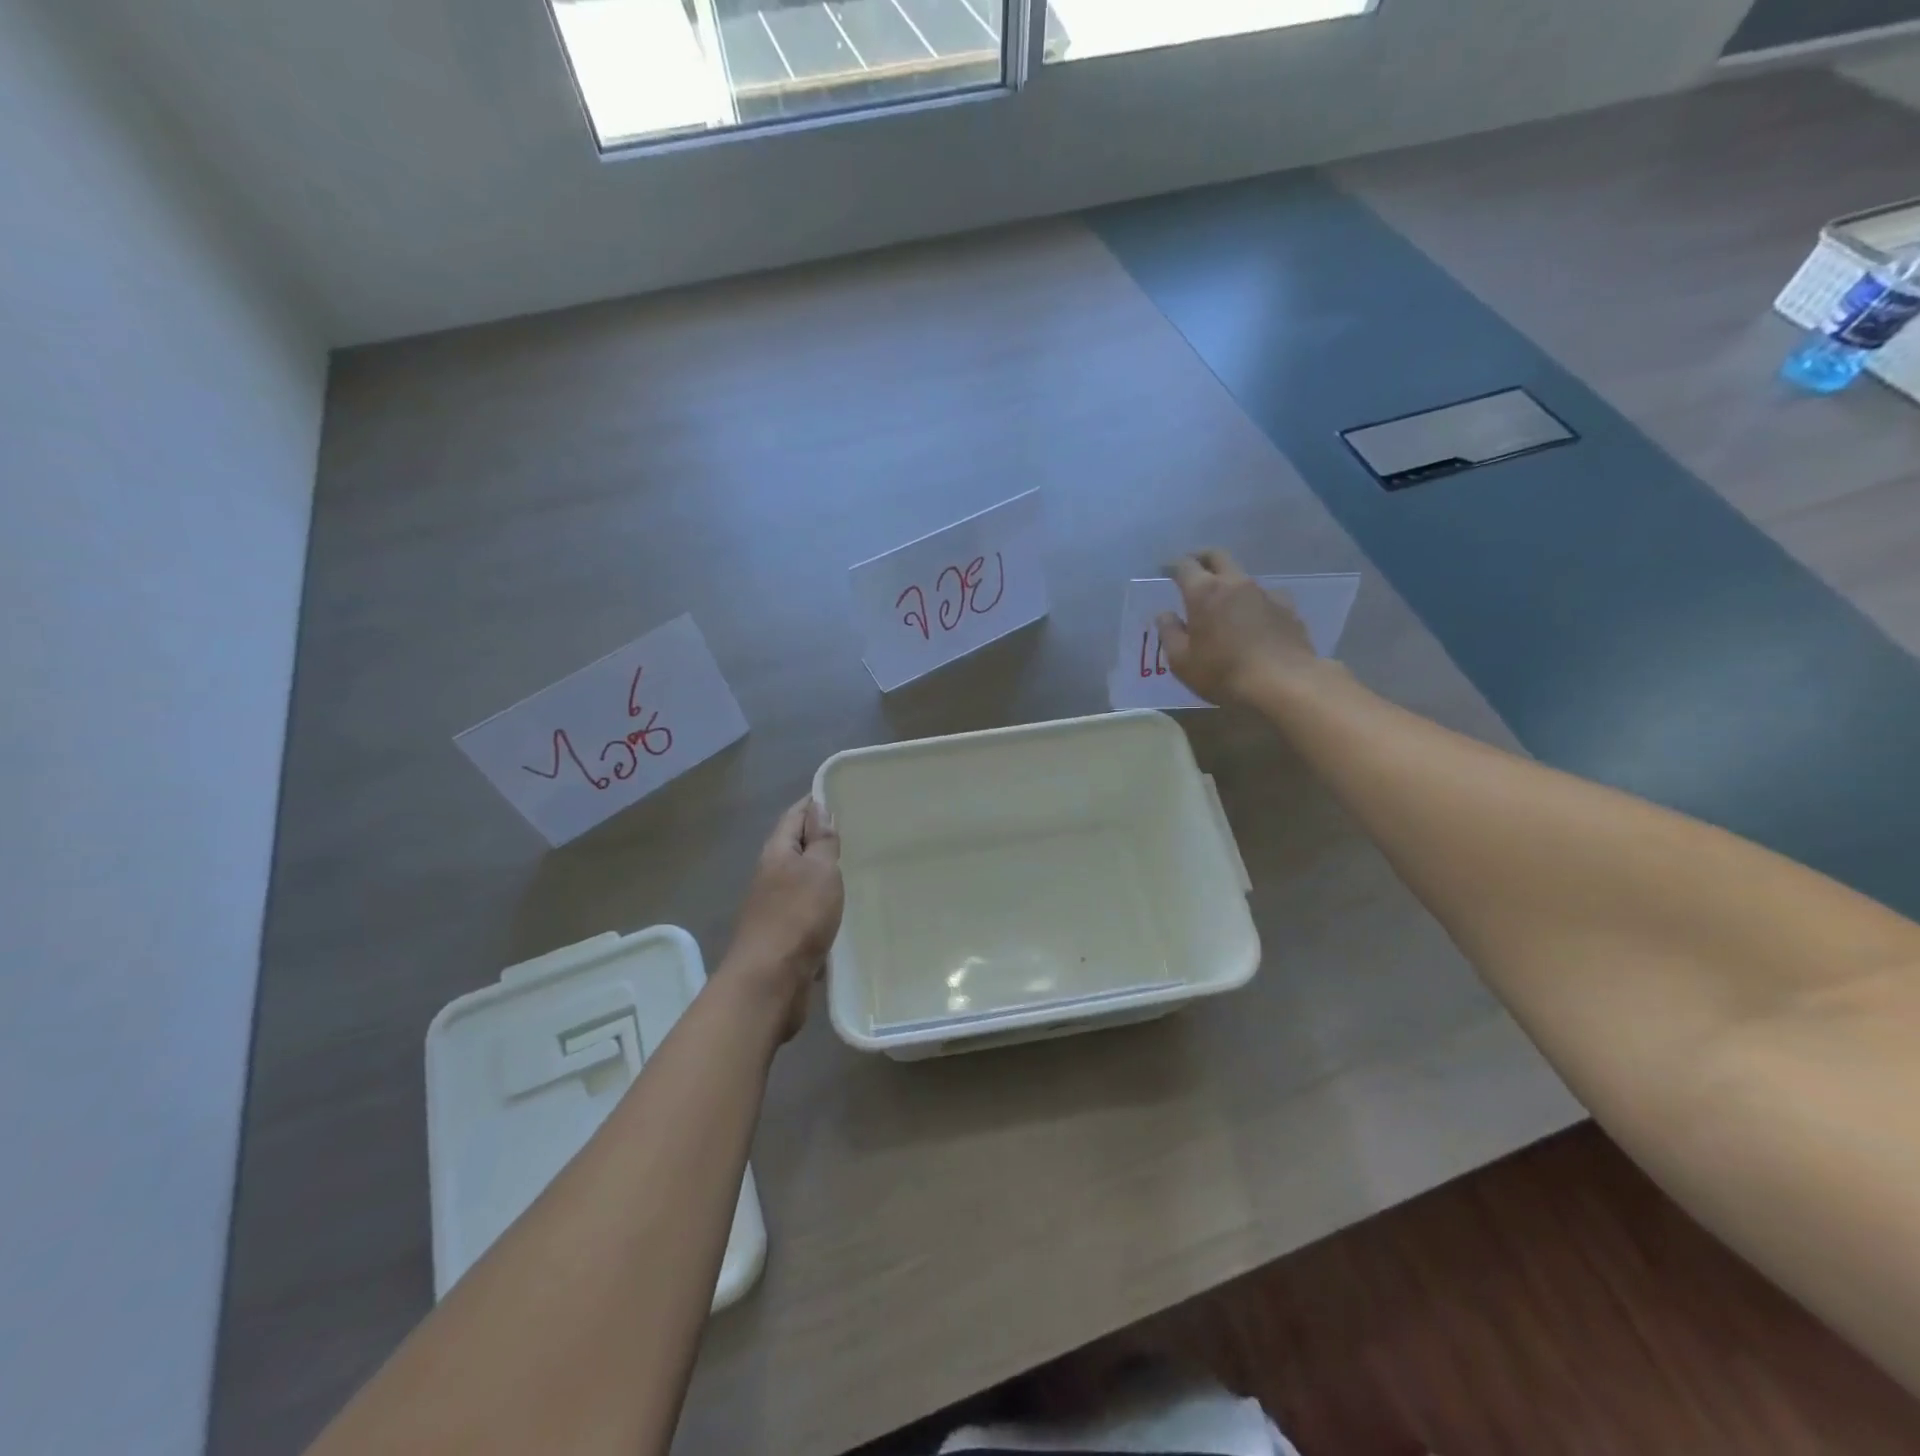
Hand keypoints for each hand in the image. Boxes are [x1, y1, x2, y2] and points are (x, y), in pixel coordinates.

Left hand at [722, 797, 843, 1040]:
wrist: (769, 981)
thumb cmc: (797, 917)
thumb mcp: (819, 870)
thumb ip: (822, 841)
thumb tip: (819, 809)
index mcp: (777, 853)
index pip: (794, 816)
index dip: (813, 803)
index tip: (838, 794)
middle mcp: (771, 876)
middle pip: (795, 847)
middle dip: (819, 837)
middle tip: (855, 830)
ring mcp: (774, 908)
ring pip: (801, 880)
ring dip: (821, 872)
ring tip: (853, 867)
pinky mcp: (784, 936)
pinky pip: (806, 909)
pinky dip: (822, 903)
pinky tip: (841, 909)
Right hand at [1158, 549, 1318, 704]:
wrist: (1284, 683)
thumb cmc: (1223, 673)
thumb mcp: (1182, 661)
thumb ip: (1170, 633)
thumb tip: (1165, 615)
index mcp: (1204, 592)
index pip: (1185, 566)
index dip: (1172, 565)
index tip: (1165, 570)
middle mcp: (1235, 584)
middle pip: (1218, 556)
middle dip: (1202, 557)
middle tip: (1193, 567)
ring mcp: (1265, 593)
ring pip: (1242, 577)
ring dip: (1229, 583)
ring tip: (1224, 602)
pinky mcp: (1288, 608)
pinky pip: (1267, 597)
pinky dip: (1255, 603)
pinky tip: (1256, 619)